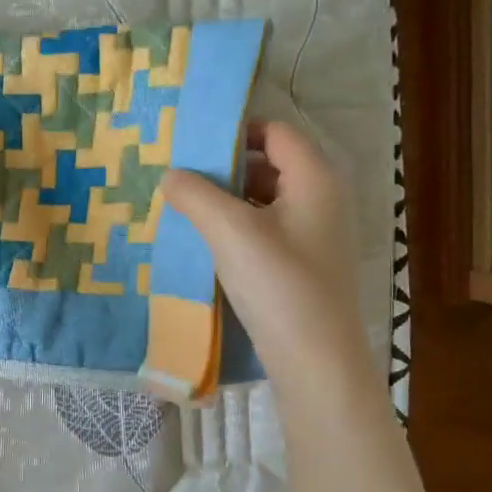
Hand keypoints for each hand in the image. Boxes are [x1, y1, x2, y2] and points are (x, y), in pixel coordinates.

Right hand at [160, 120, 368, 385]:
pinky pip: (265, 228)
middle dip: (224, 166)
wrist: (315, 361)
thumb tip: (170, 174)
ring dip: (226, 199)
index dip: (235, 130)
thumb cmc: (278, 284)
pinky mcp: (301, 263)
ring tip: (183, 207)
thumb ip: (195, 195)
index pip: (275, 131)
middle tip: (179, 175)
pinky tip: (205, 241)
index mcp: (314, 178)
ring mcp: (313, 234)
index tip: (191, 143)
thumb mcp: (230, 231)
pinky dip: (236, 226)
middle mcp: (320, 198)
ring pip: (264, 199)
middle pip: (269, 163)